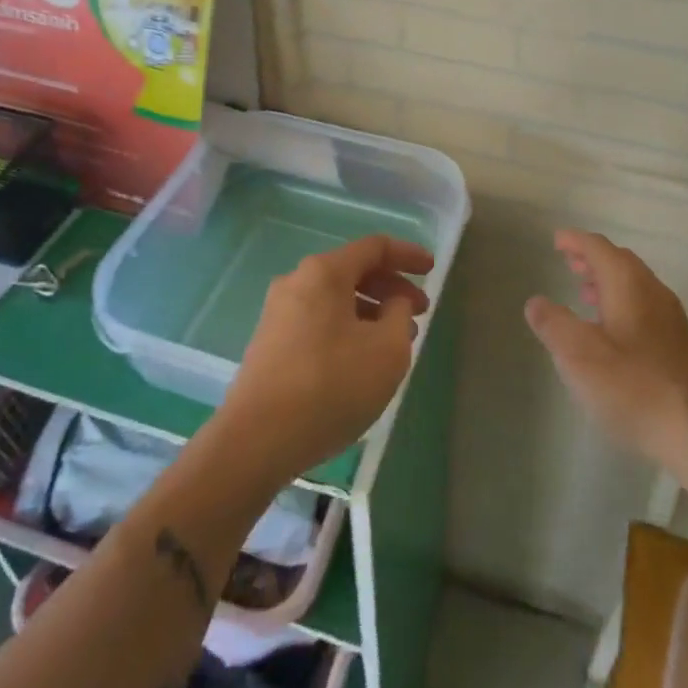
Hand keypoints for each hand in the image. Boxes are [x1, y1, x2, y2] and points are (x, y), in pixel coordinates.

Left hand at [221, 235, 432, 483]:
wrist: (256, 440)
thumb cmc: (331, 386)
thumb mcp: (387, 350)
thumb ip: (400, 315)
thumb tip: (393, 303)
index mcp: (324, 272)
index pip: (374, 247)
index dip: (408, 255)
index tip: (432, 269)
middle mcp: (297, 281)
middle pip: (353, 271)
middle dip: (391, 287)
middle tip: (420, 311)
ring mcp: (278, 312)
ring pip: (336, 298)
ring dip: (370, 311)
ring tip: (396, 340)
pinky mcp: (270, 343)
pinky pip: (319, 320)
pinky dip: (347, 327)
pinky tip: (362, 359)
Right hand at [525, 229, 687, 467]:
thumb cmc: (633, 387)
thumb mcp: (578, 355)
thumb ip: (553, 324)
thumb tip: (536, 302)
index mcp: (628, 285)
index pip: (599, 248)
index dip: (575, 241)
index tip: (556, 240)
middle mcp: (653, 293)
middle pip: (621, 262)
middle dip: (593, 259)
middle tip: (569, 262)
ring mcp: (671, 320)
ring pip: (635, 286)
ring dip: (608, 282)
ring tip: (585, 293)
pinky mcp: (679, 346)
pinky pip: (645, 307)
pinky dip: (622, 304)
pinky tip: (612, 332)